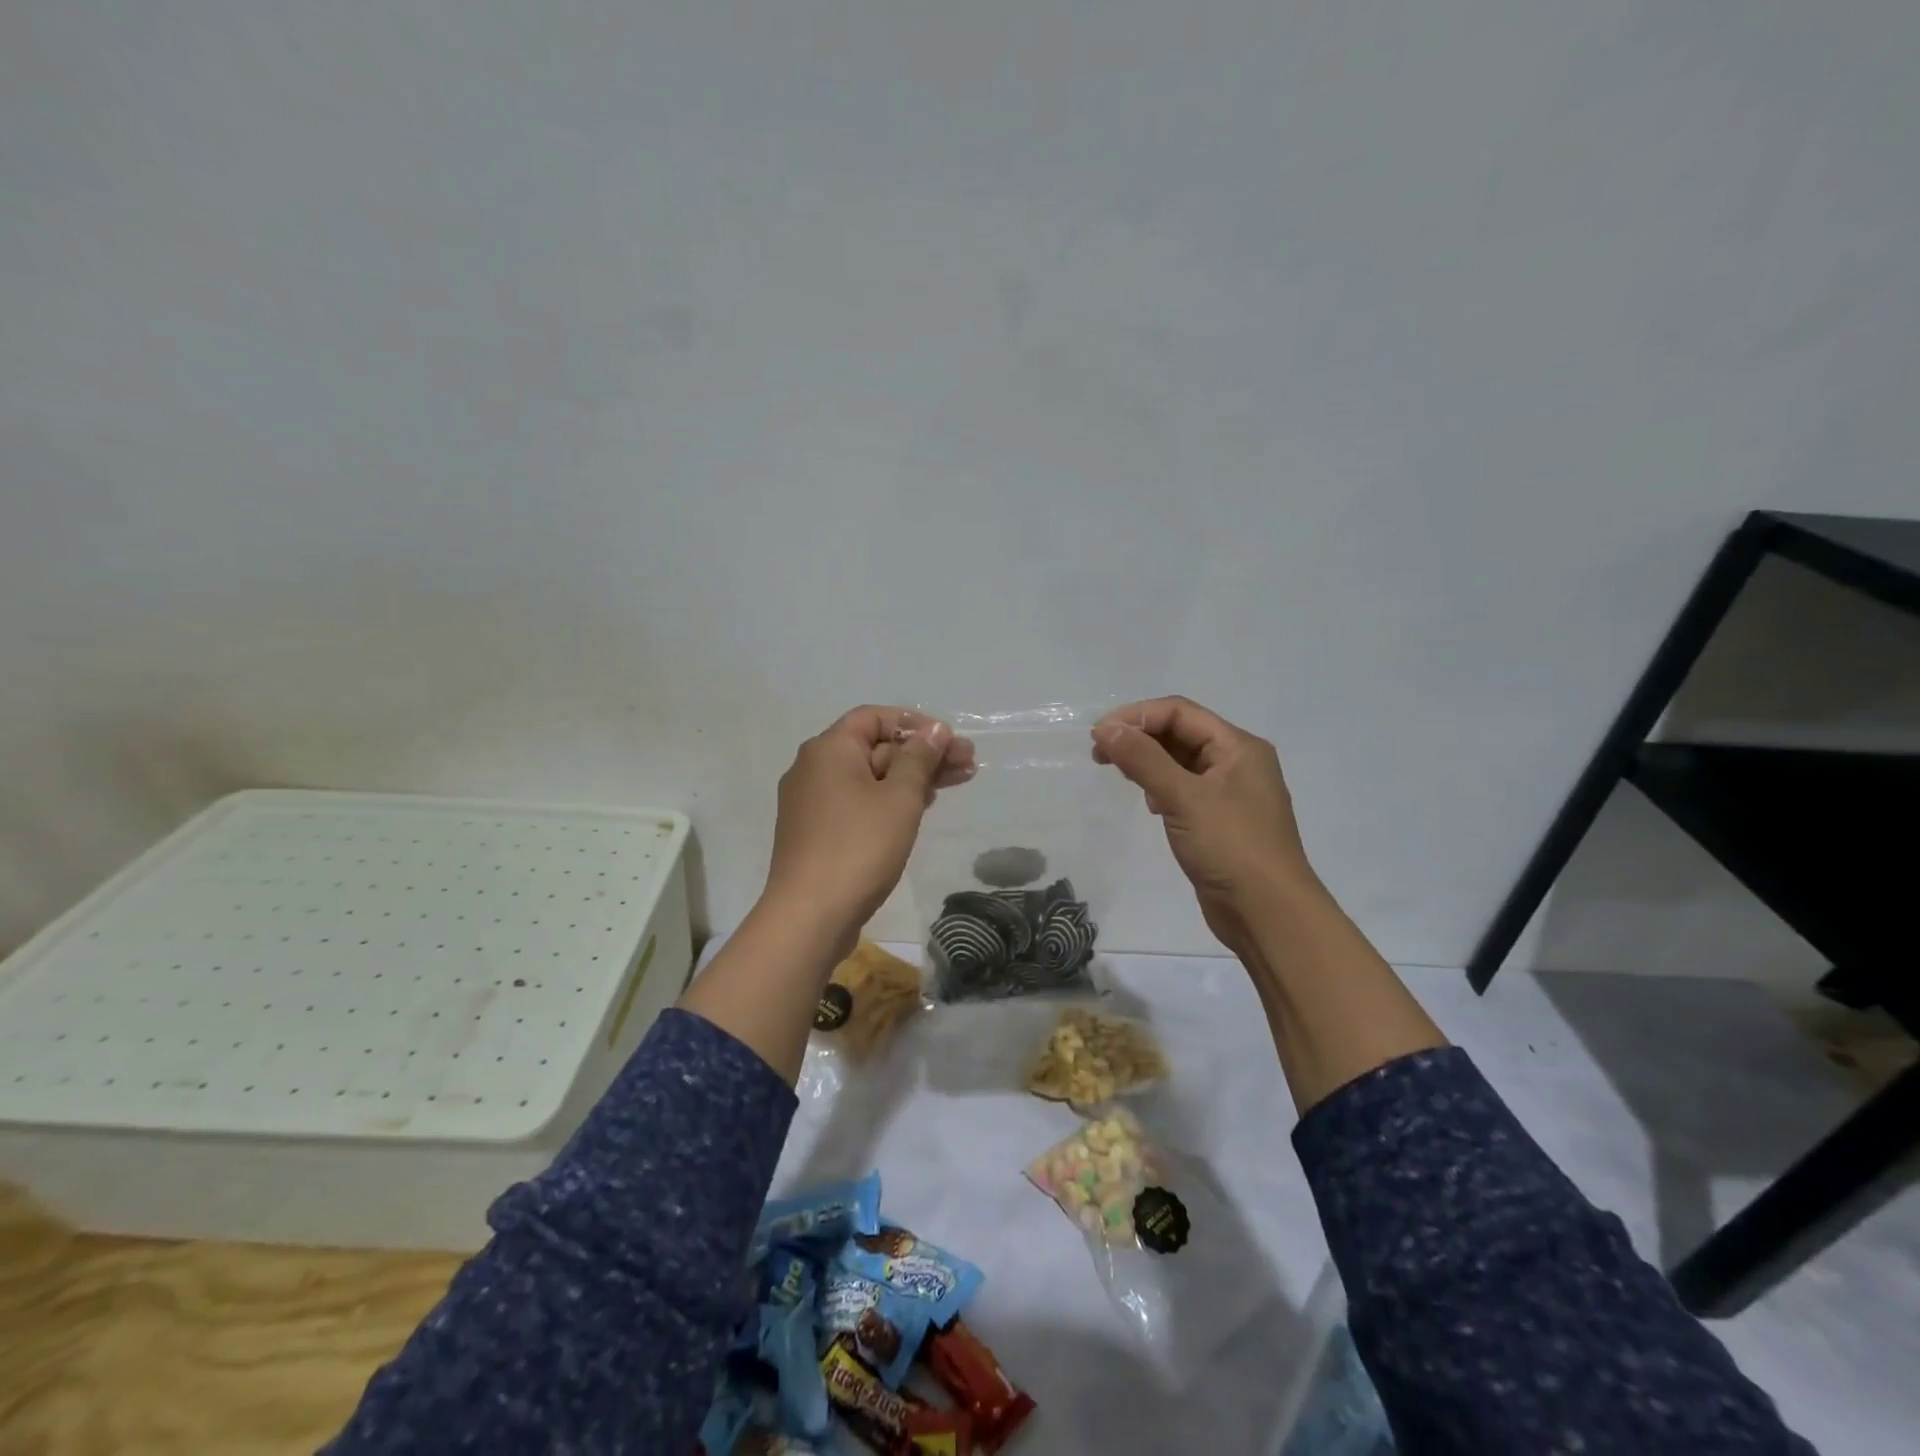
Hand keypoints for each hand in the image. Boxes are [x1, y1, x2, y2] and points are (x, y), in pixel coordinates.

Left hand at [762, 706, 975, 948]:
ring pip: (868, 777)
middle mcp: (813, 768)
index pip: (874, 717)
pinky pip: (856, 802)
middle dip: (921, 753)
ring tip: (954, 784)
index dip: (914, 723)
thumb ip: (920, 758)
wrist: (810, 915)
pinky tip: (918, 809)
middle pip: (874, 747)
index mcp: (829, 749)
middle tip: (968, 765)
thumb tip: (935, 729)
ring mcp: (811, 802)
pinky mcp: (815, 832)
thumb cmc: (859, 847)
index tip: (949, 740)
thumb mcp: (900, 798)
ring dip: (910, 778)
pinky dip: (887, 800)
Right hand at [1092, 696, 1315, 953]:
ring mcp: (1230, 794)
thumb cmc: (1231, 847)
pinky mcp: (1220, 822)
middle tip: (1099, 754)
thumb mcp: (1184, 797)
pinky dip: (1160, 787)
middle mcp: (1237, 763)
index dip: (1137, 716)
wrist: (1268, 914)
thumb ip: (1144, 759)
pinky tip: (1148, 803)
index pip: (1180, 712)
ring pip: (1180, 762)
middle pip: (1180, 733)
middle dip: (1139, 737)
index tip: (1099, 735)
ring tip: (1117, 773)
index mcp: (1238, 747)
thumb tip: (1107, 728)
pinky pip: (1184, 789)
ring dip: (1147, 761)